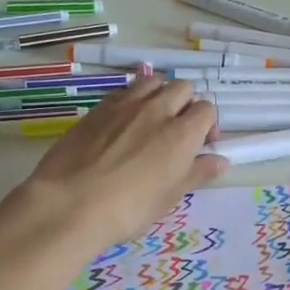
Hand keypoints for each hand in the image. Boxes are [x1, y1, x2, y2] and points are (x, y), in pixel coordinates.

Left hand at [0, 77, 229, 256]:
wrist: (70, 203)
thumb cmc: (129, 208)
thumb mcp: (170, 196)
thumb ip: (197, 172)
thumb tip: (220, 160)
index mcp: (182, 133)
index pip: (206, 110)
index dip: (206, 125)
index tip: (199, 145)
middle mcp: (157, 110)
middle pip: (182, 88)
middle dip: (185, 104)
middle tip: (177, 130)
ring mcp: (125, 105)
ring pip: (152, 82)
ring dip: (159, 94)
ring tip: (151, 119)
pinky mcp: (98, 108)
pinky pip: (124, 91)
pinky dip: (132, 100)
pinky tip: (123, 123)